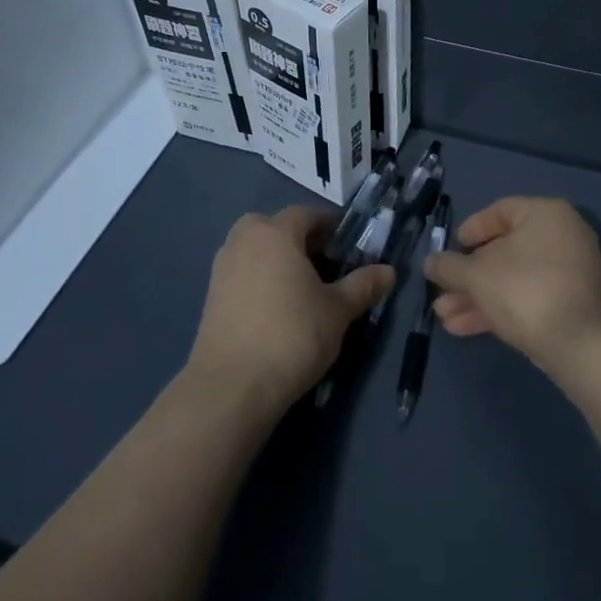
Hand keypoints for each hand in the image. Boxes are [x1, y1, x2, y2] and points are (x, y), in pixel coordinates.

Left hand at [188, 206, 393, 418]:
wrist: (232, 386)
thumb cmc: (293, 335)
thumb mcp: (338, 310)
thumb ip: (362, 285)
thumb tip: (389, 271)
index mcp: (275, 233)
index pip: (306, 215)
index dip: (330, 227)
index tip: (349, 245)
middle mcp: (243, 241)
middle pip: (274, 228)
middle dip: (299, 241)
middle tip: (324, 266)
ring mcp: (222, 269)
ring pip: (256, 251)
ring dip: (277, 261)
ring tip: (302, 290)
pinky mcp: (211, 297)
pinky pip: (243, 275)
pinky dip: (260, 282)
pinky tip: (277, 310)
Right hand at [423, 196, 600, 375]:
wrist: (581, 347)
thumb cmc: (525, 291)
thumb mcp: (476, 276)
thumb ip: (448, 266)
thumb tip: (430, 262)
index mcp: (545, 214)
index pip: (499, 211)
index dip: (470, 230)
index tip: (450, 251)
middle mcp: (562, 236)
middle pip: (503, 250)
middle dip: (467, 276)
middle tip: (441, 292)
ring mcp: (569, 272)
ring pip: (512, 278)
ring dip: (476, 296)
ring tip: (444, 317)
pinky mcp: (570, 304)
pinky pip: (527, 297)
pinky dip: (498, 308)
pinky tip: (464, 327)